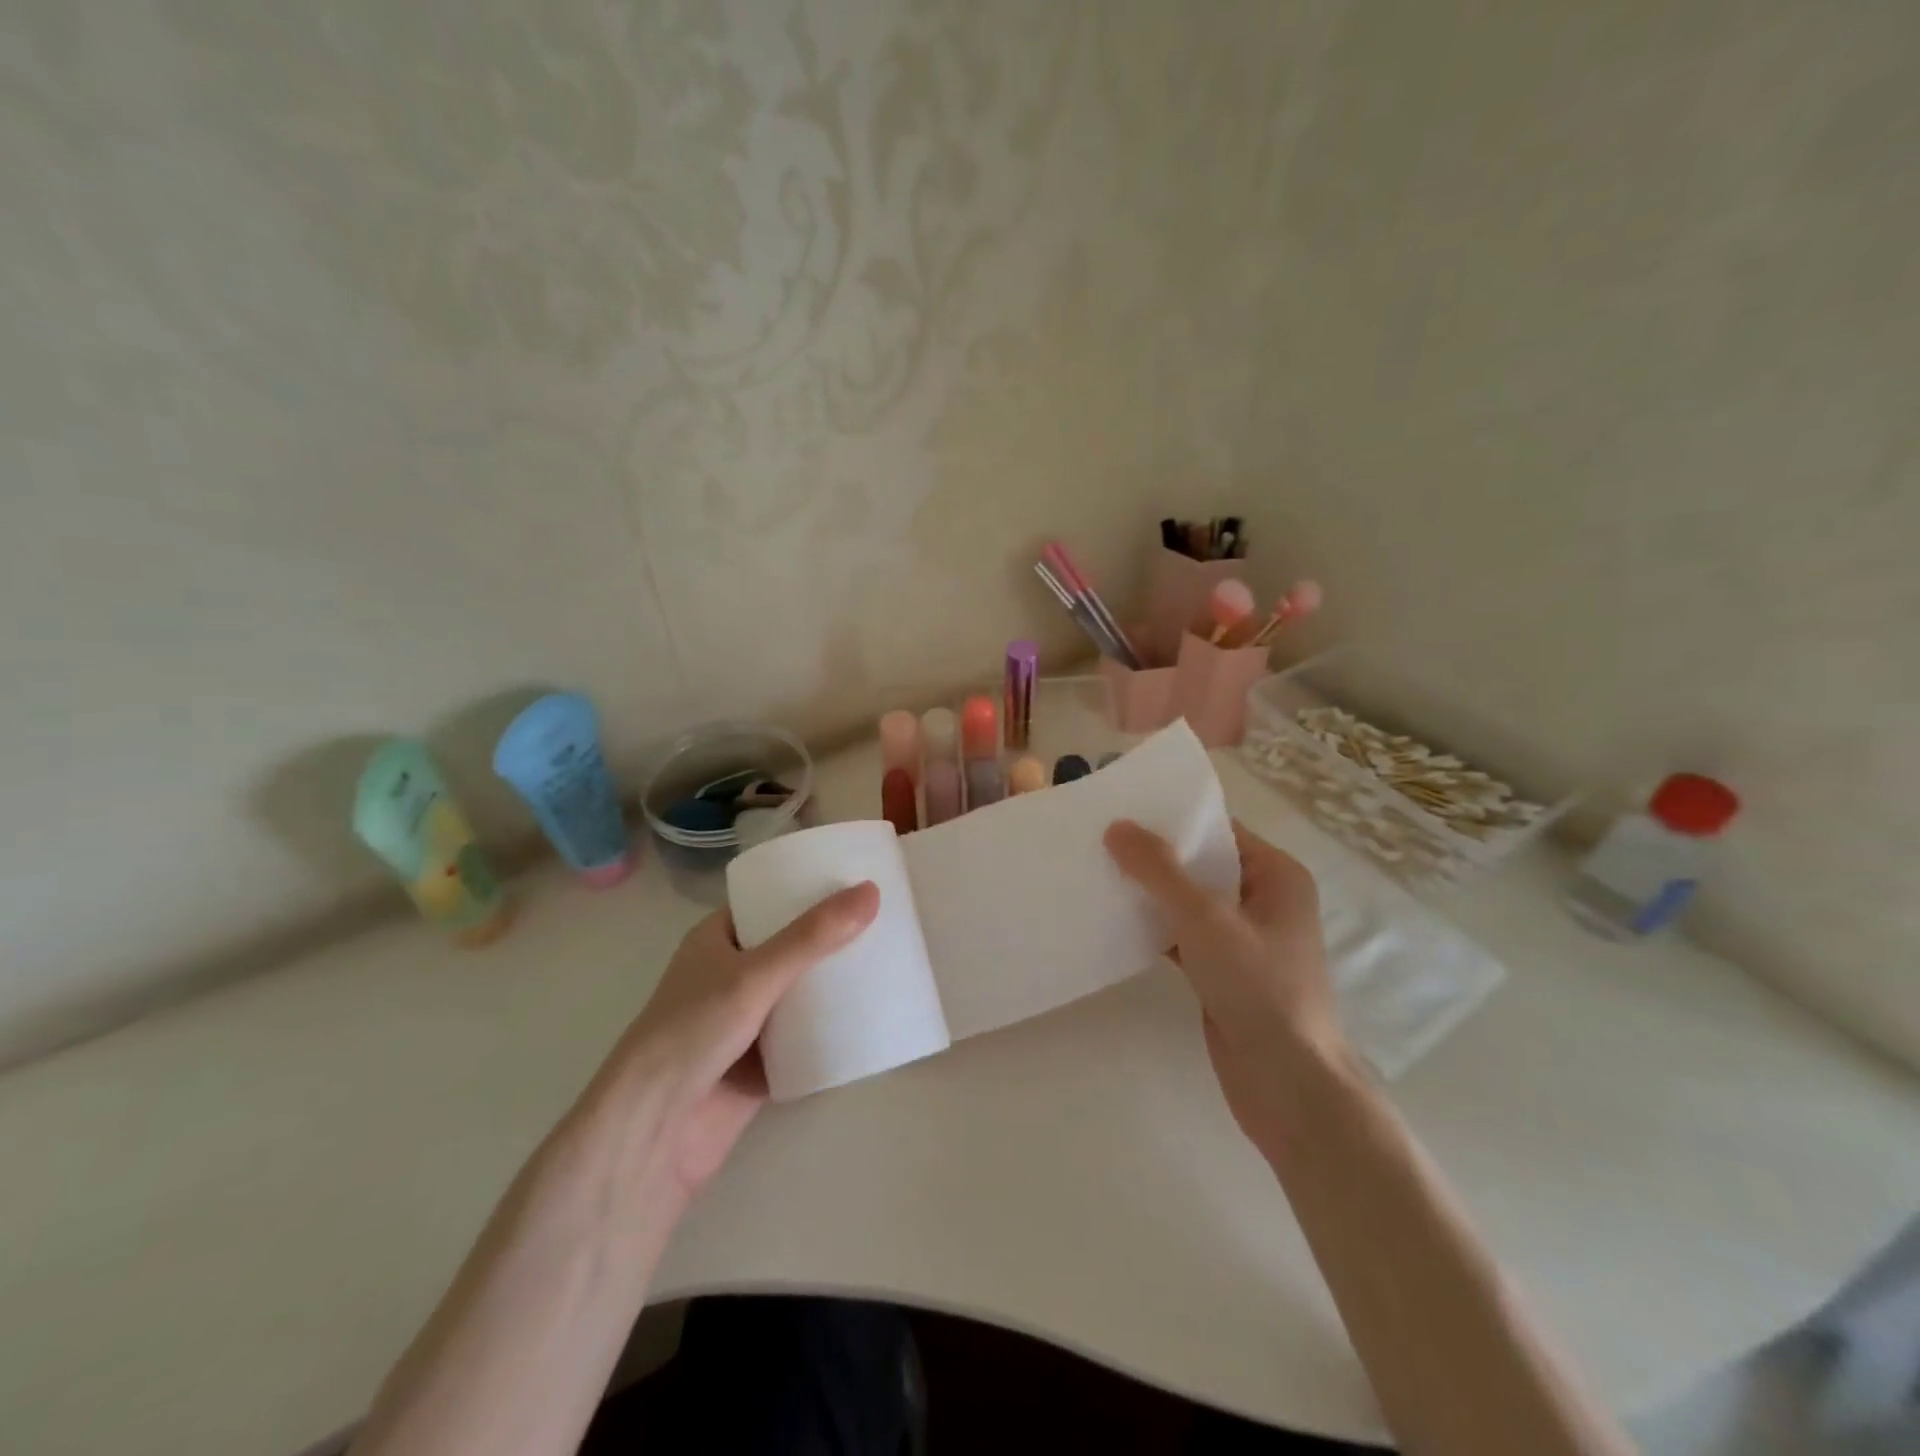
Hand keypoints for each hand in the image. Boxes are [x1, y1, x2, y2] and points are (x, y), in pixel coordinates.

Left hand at [575, 882, 880, 1221]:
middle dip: (832, 938)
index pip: (769, 901)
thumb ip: (812, 937)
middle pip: (792, 946)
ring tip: (887, 960)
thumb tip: (871, 892)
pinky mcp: (762, 1063)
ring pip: (801, 992)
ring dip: (835, 983)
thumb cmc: (693, 1033)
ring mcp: (747, 1021)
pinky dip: (832, 1029)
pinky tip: (873, 1015)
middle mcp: (731, 974)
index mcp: (717, 939)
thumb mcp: (755, 974)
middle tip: (885, 920)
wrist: (655, 1132)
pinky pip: (806, 1037)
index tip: (856, 881)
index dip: (809, 889)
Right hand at [1105, 819, 1346, 1153]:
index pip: (1220, 832)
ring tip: (1098, 875)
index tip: (1122, 811)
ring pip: (1189, 903)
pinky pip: (1183, 937)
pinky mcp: (1223, 973)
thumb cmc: (1259, 988)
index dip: (1173, 820)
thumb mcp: (1205, 919)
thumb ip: (1159, 871)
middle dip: (1155, 858)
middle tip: (1099, 841)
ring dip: (1150, 895)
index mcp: (1277, 876)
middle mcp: (1264, 901)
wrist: (1288, 1085)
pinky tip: (1113, 923)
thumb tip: (1117, 827)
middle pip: (1201, 866)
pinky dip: (1154, 930)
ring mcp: (1244, 940)